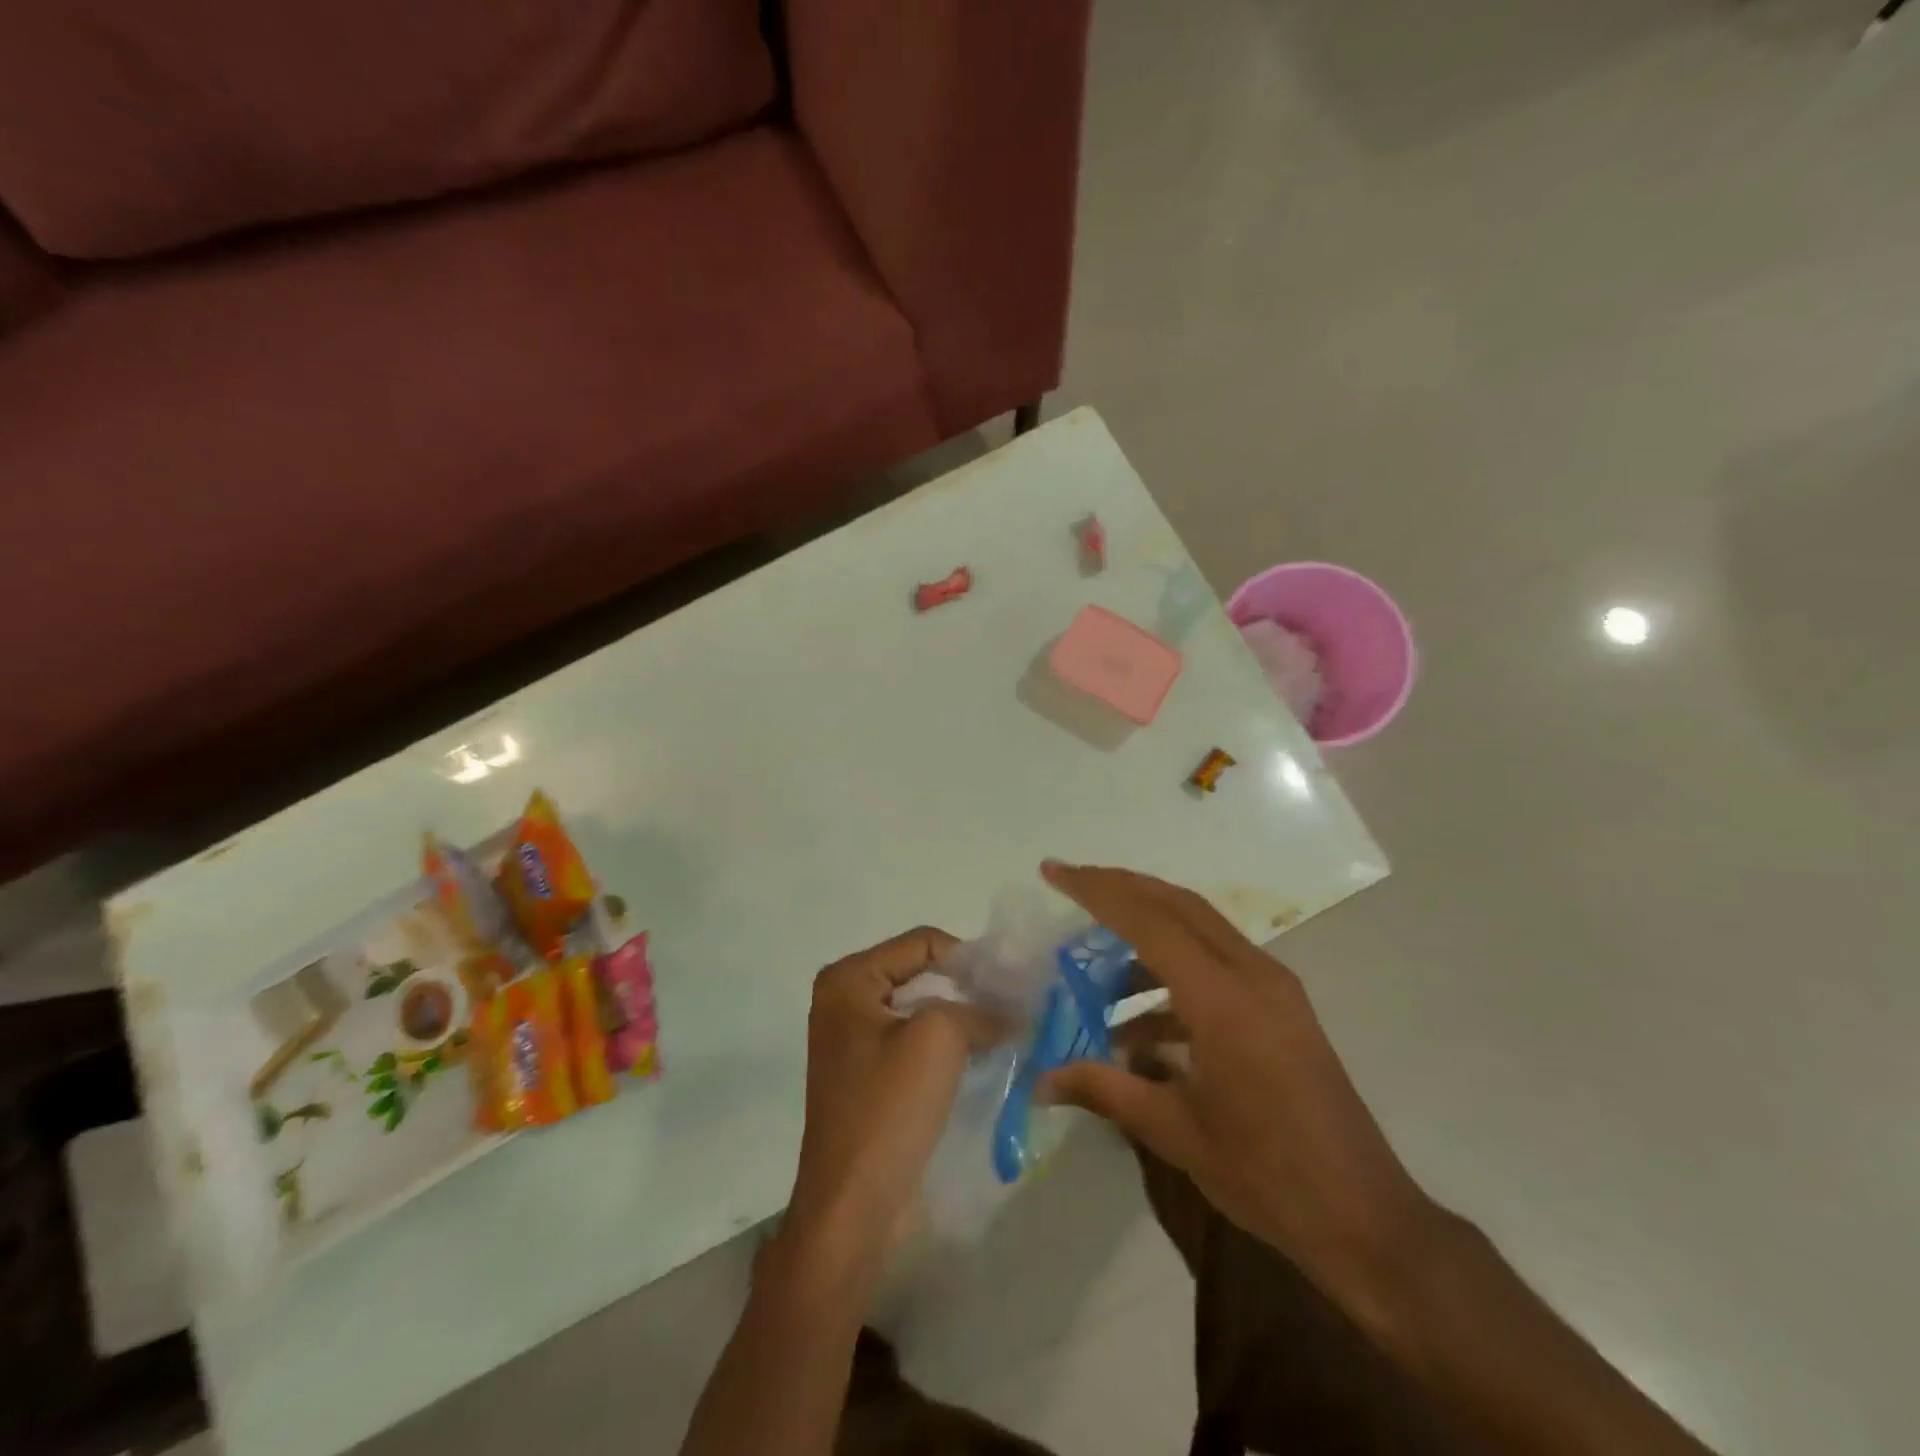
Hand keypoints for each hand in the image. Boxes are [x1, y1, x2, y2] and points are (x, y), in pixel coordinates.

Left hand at [783, 927, 988, 1268]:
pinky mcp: (867, 1078)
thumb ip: (978, 1008)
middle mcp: (844, 1001)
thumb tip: (1010, 1010)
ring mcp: (853, 1042)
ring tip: (1005, 1031)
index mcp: (848, 980)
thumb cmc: (888, 1108)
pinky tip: (981, 1058)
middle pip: (920, 973)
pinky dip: (947, 1046)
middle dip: (967, 988)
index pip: (922, 943)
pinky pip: (914, 1044)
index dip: (969, 957)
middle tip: (1014, 1005)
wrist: (853, 1208)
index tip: (1012, 983)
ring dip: (961, 1018)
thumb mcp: (939, 1038)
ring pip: (921, 1010)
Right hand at [1039, 863, 1441, 1324]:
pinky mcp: (1281, 1007)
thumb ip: (1103, 1090)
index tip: (1054, 872)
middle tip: (1070, 883)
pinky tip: (1141, 1023)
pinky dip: (1173, 973)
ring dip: (1147, 931)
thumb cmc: (1266, 1175)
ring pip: (1199, 928)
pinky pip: (1217, 963)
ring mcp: (1273, 988)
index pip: (1149, 920)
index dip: (1096, 890)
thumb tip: (1040, 1082)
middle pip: (1177, 904)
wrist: (1366, 1220)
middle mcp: (1252, 975)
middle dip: (1120, 887)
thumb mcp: (1174, 1132)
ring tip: (1095, 968)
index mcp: (1223, 998)